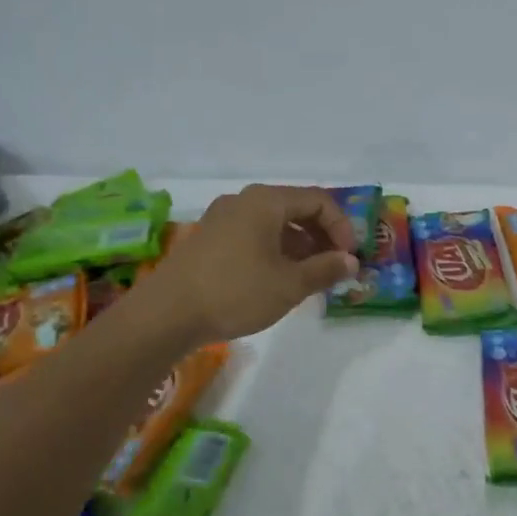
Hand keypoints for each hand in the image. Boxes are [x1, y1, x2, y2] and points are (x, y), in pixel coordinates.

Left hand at [142, 185, 357, 343]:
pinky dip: (275, 250)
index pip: (318, 201)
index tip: (349, 257)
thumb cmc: (235, 292)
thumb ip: (326, 269)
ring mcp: (221, 218)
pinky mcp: (208, 239)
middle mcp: (243, 201)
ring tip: (310, 277)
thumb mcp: (289, 284)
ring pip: (274, 223)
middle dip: (322, 236)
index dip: (341, 227)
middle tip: (335, 266)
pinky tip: (278, 279)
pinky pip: (253, 234)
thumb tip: (351, 262)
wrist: (165, 315)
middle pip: (295, 208)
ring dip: (299, 245)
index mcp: (266, 201)